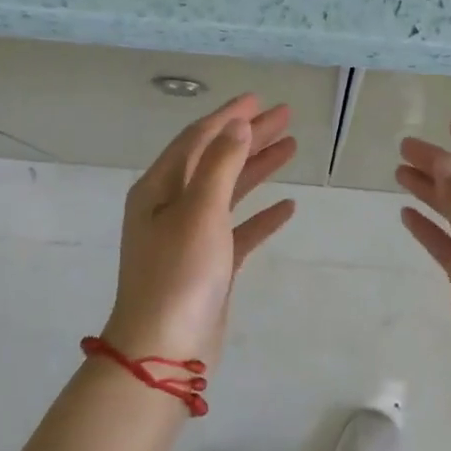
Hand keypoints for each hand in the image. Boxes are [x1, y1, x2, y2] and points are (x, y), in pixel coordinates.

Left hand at [101, 93, 297, 368]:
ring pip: (229, 192)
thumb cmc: (178, 275)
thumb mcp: (199, 212)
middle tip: (285, 116)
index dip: (228, 117)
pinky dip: (261, 216)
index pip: (197, 139)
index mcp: (159, 188)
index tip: (258, 98)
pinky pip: (238, 230)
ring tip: (291, 147)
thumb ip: (220, 165)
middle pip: (216, 160)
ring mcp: (190, 237)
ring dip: (258, 169)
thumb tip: (237, 125)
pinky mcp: (209, 265)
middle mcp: (171, 207)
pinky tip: (287, 208)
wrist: (164, 352)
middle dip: (249, 137)